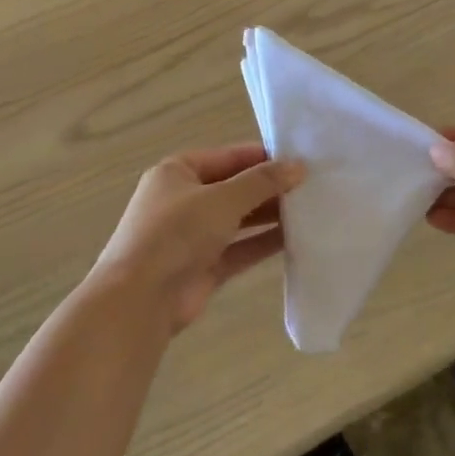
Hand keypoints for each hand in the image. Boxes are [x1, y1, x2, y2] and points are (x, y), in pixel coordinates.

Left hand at [90, 143, 305, 331]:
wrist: (141, 298)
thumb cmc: (177, 233)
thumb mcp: (222, 199)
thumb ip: (262, 182)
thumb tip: (299, 166)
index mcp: (178, 172)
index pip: (228, 157)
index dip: (263, 157)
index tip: (302, 160)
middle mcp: (184, 200)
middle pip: (235, 188)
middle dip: (270, 188)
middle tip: (313, 187)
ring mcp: (193, 236)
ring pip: (239, 220)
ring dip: (270, 216)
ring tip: (311, 210)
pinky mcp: (204, 266)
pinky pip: (240, 248)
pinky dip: (264, 243)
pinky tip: (296, 239)